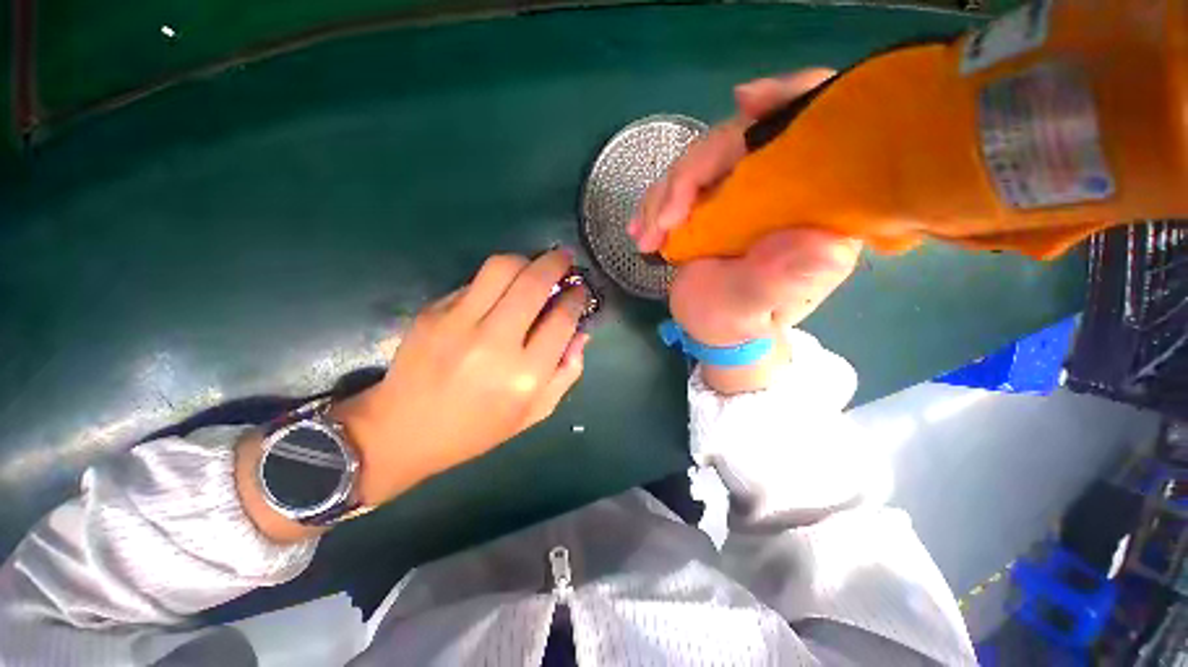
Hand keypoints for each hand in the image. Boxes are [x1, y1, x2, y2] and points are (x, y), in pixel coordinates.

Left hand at [335, 250, 588, 506]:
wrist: (403, 429)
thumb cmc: (478, 428)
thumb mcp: (535, 412)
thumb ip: (566, 373)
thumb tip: (581, 333)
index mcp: (524, 376)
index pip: (562, 319)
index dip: (576, 298)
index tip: (580, 290)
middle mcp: (494, 344)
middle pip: (534, 282)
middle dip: (557, 263)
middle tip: (566, 258)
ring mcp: (459, 323)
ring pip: (502, 267)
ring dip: (526, 260)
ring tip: (535, 267)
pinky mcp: (434, 311)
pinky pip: (475, 281)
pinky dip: (496, 280)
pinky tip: (500, 293)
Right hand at [628, 70, 859, 391]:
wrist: (710, 325)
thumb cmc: (740, 321)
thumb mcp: (760, 307)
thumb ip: (787, 279)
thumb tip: (827, 242)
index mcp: (816, 207)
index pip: (824, 129)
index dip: (793, 100)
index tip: (746, 104)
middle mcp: (785, 186)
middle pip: (744, 138)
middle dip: (692, 173)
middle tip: (661, 222)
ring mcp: (743, 188)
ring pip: (703, 159)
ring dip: (664, 194)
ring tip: (644, 237)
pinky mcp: (712, 198)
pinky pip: (683, 181)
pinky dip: (656, 202)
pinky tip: (641, 227)